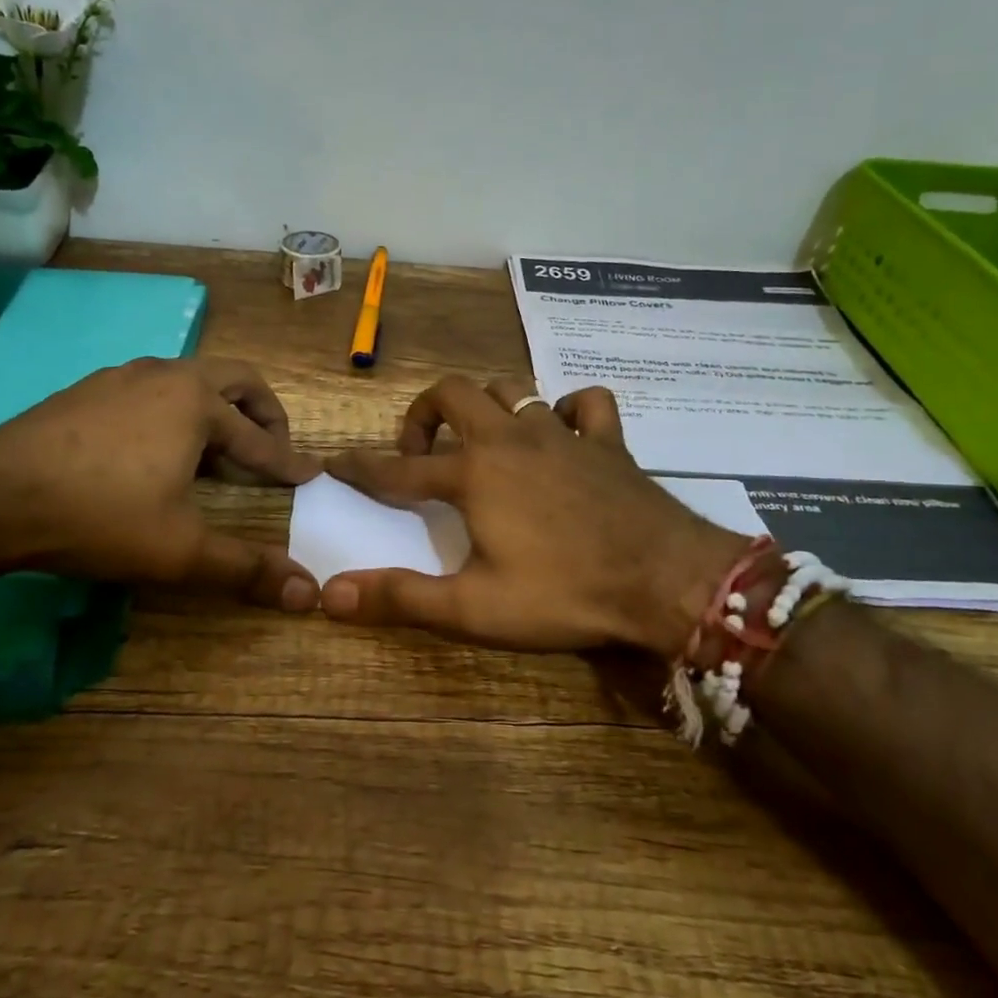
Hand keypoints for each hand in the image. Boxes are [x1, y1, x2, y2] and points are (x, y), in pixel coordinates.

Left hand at [0, 356, 322, 608]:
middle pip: (236, 381)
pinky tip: (153, 453)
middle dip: (263, 414)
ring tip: (214, 456)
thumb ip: (246, 570)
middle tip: (272, 449)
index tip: (311, 475)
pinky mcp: (85, 390)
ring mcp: (121, 377)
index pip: (260, 439)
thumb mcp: (180, 550)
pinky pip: (150, 391)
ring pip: (188, 381)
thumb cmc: (99, 516)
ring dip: (215, 412)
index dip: (288, 463)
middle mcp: (165, 375)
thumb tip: (308, 595)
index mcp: (197, 402)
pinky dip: (174, 414)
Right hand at [319, 377, 747, 653]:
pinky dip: (569, 409)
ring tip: (480, 441)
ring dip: (486, 406)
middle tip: (420, 454)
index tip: (338, 464)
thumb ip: (401, 599)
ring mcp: (563, 434)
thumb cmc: (564, 594)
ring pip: (513, 389)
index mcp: (473, 475)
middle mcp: (511, 439)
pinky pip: (586, 403)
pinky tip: (564, 433)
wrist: (667, 581)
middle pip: (453, 393)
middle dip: (423, 414)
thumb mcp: (473, 608)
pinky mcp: (608, 441)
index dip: (362, 469)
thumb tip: (330, 594)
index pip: (398, 470)